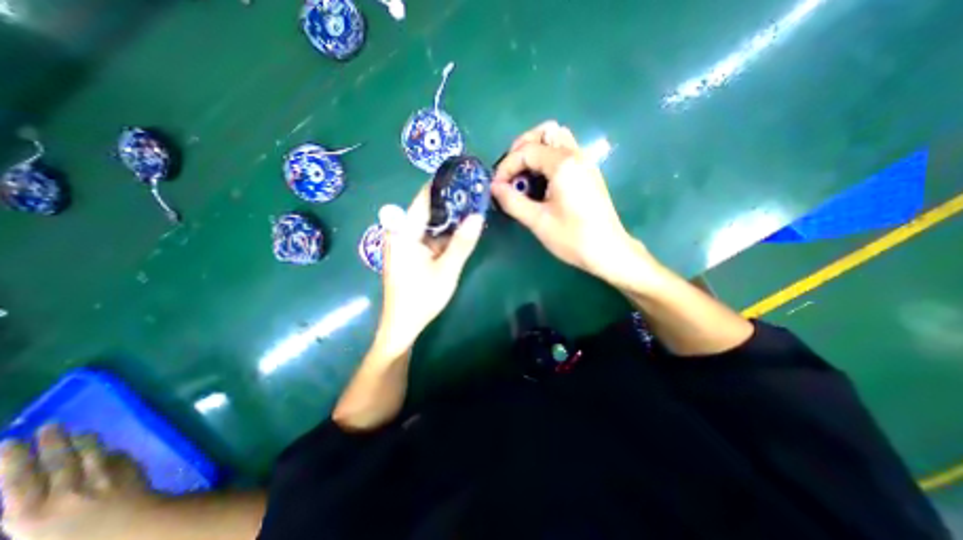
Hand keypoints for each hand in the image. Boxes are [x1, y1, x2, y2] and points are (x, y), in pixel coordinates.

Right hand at [0, 427, 155, 538]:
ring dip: (84, 440)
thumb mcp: (34, 538)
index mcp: (30, 515)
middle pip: (57, 460)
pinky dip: (109, 452)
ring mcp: (102, 478)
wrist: (132, 530)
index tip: (9, 442)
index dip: (12, 461)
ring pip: (91, 453)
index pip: (18, 481)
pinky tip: (107, 448)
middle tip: (49, 425)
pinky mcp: (128, 471)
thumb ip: (26, 514)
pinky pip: (117, 458)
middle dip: (51, 442)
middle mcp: (66, 491)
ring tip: (78, 430)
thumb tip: (25, 498)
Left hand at [373, 185, 484, 355]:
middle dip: (449, 202)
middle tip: (473, 193)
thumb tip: (478, 216)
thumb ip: (462, 242)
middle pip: (426, 210)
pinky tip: (459, 231)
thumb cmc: (421, 297)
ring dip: (448, 219)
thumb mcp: (447, 270)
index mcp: (404, 233)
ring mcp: (403, 244)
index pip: (423, 199)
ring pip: (428, 224)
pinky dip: (442, 234)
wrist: (402, 325)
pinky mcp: (408, 253)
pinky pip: (427, 236)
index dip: (442, 186)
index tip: (462, 176)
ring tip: (471, 208)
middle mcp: (400, 233)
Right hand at [491, 120, 649, 283]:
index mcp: (563, 164)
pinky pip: (564, 152)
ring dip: (536, 150)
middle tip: (511, 172)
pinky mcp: (588, 173)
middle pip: (545, 132)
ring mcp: (584, 163)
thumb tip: (494, 187)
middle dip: (521, 148)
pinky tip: (540, 182)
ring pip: (557, 139)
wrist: (608, 251)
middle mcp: (576, 155)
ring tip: (524, 175)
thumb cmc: (573, 238)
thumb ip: (512, 201)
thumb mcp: (538, 221)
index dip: (507, 166)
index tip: (497, 186)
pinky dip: (547, 159)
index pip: (527, 150)